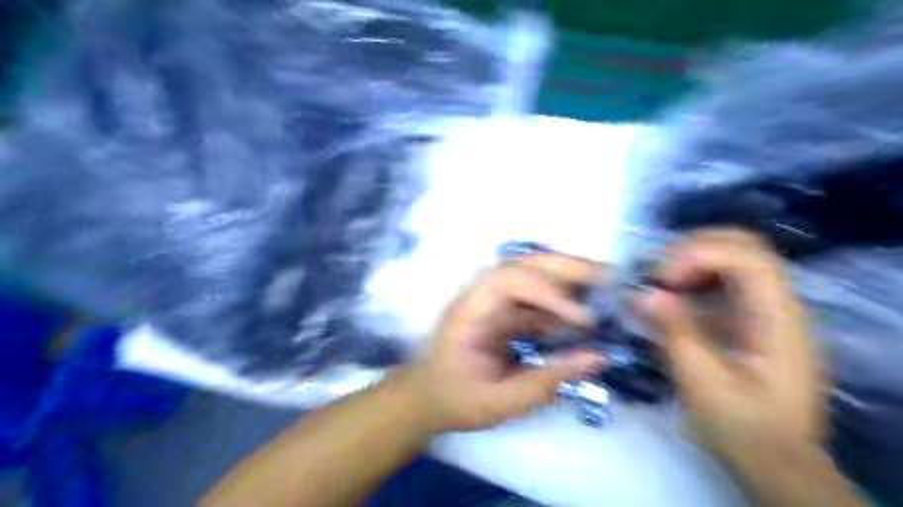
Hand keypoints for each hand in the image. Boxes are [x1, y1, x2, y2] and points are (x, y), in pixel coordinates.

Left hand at [409, 256, 605, 433]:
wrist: (427, 397)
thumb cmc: (453, 399)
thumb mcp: (498, 402)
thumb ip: (545, 381)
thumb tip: (597, 357)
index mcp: (470, 310)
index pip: (509, 282)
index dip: (548, 292)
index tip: (583, 317)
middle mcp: (482, 295)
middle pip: (526, 264)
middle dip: (568, 268)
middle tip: (612, 279)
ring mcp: (495, 301)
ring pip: (536, 275)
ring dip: (571, 279)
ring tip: (609, 291)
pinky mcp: (506, 311)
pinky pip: (538, 299)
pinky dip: (565, 303)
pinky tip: (587, 318)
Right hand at [638, 230, 823, 463]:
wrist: (775, 460)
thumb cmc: (742, 426)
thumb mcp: (702, 382)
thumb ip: (675, 331)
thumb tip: (643, 294)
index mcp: (777, 320)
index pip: (748, 258)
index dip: (700, 255)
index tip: (664, 279)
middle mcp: (778, 305)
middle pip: (744, 246)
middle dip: (694, 248)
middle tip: (658, 272)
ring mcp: (765, 309)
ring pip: (732, 258)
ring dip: (690, 261)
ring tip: (659, 283)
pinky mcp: (749, 318)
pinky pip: (721, 281)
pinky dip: (691, 280)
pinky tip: (668, 298)